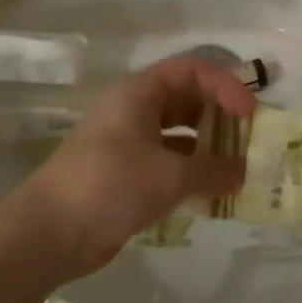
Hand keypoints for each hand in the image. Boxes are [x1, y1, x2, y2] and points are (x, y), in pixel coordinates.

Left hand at [12, 57, 255, 276]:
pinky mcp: (126, 174)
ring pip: (178, 133)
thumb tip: (243, 172)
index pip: (191, 70)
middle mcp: (134, 110)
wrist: (50, 232)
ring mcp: (128, 143)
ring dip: (208, 147)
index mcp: (139, 93)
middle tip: (250, 139)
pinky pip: (168, 162)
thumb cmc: (110, 185)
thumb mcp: (168, 176)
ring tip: (239, 167)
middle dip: (220, 115)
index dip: (225, 84)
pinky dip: (191, 171)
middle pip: (186, 99)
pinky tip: (213, 191)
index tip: (250, 113)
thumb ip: (212, 171)